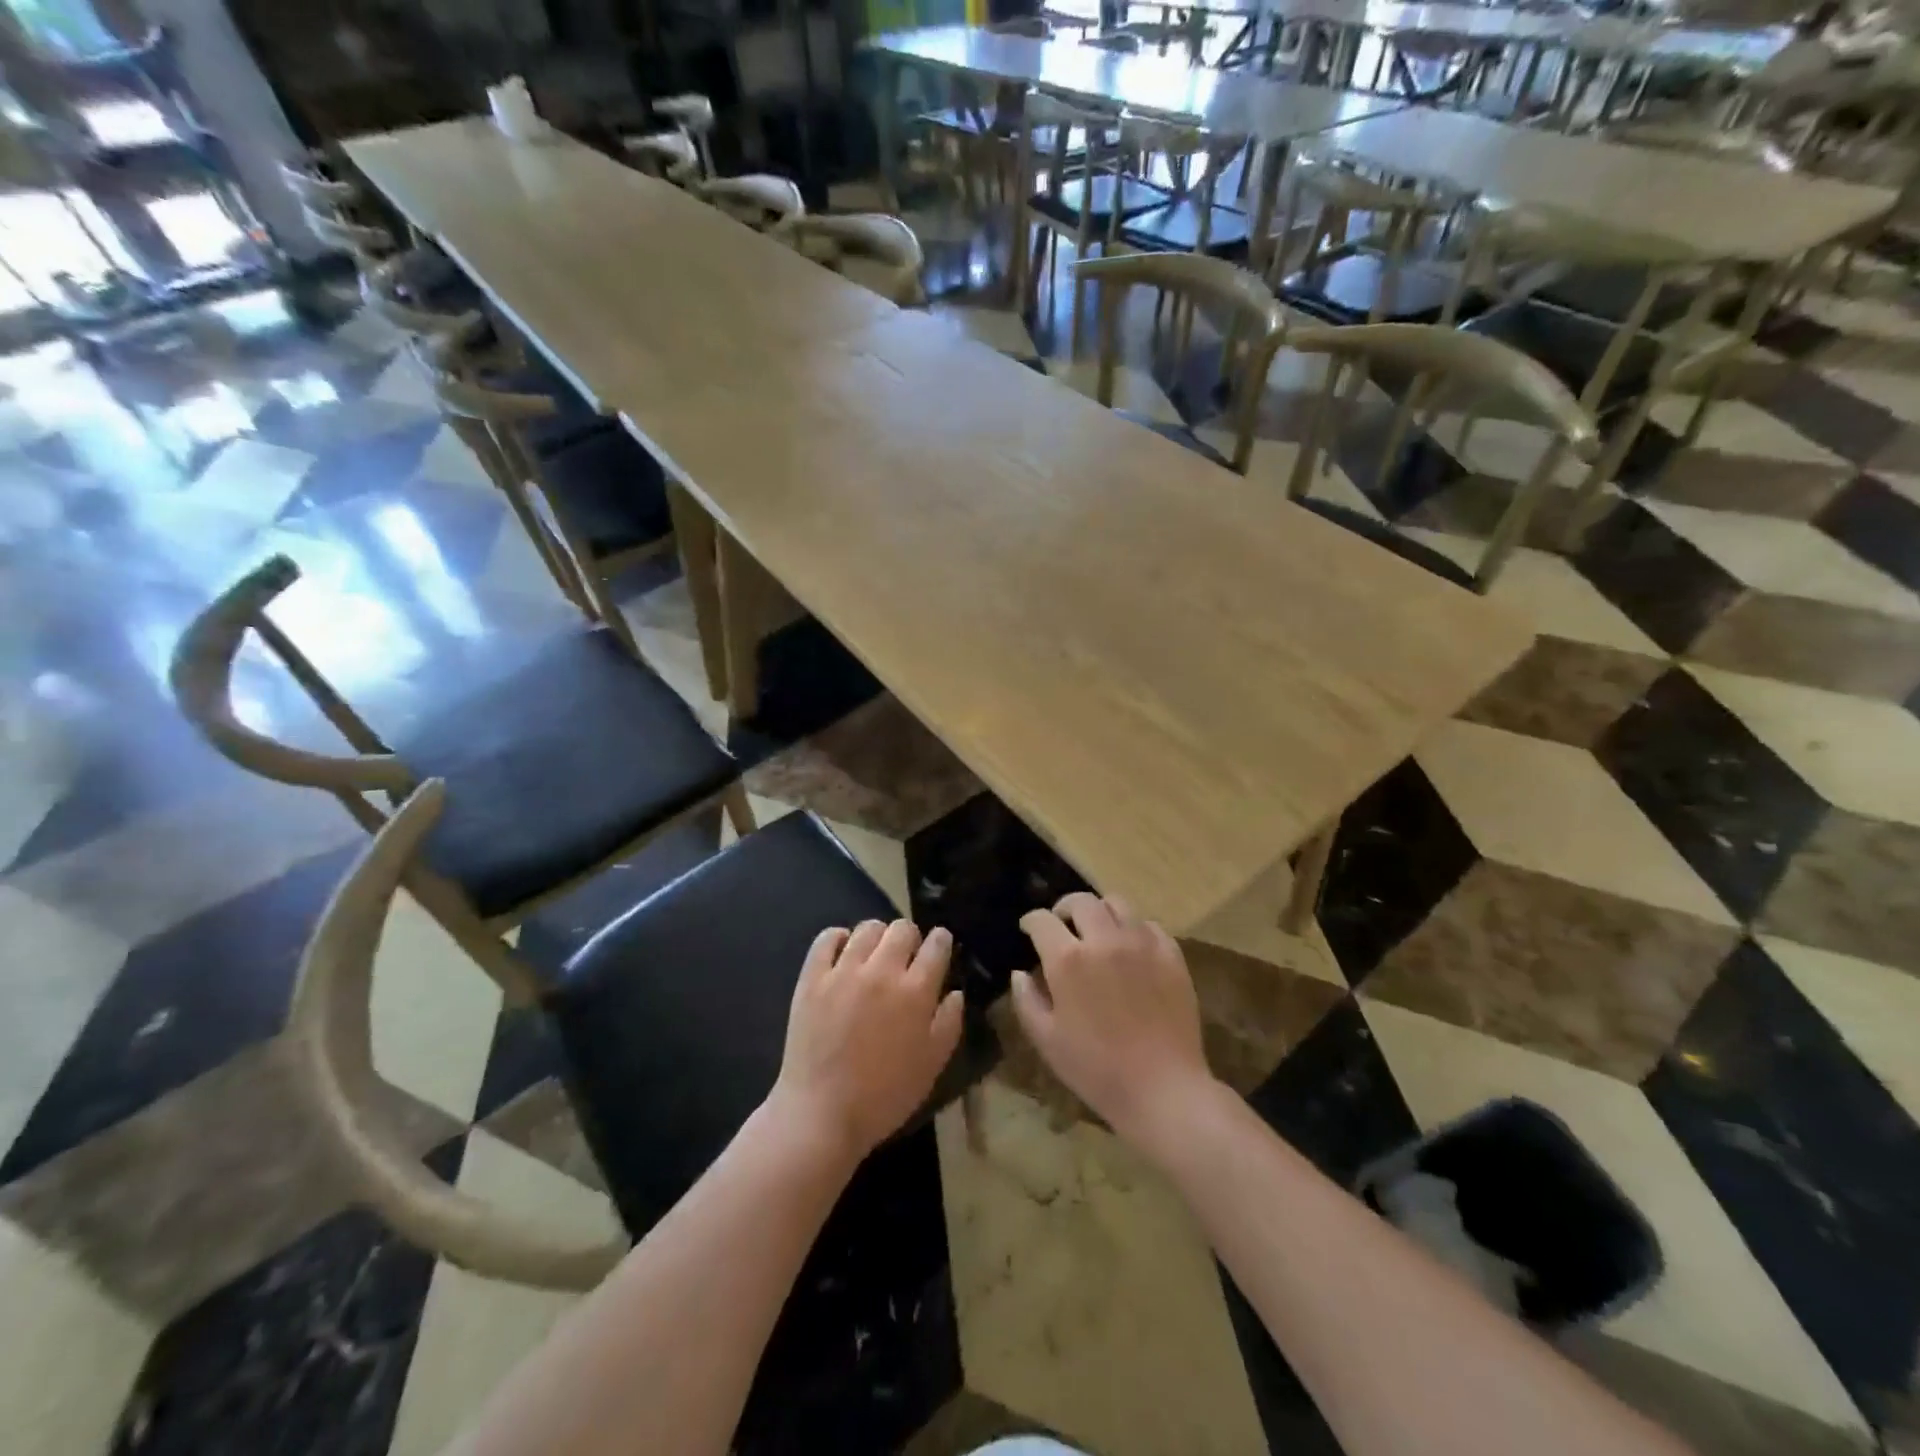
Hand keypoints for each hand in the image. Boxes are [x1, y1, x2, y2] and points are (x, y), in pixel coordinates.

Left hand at [772, 919, 963, 1164]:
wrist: (822, 1114)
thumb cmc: (884, 1096)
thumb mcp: (932, 1065)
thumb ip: (948, 1023)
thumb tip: (955, 992)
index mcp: (915, 991)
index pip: (936, 945)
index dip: (941, 941)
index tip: (939, 947)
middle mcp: (882, 971)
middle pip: (902, 929)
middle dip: (910, 937)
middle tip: (906, 956)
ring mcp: (843, 971)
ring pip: (867, 928)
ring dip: (877, 936)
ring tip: (874, 954)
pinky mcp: (812, 978)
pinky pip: (827, 938)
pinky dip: (838, 938)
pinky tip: (843, 951)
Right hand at [1011, 893, 1216, 1151]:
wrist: (1162, 1088)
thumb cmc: (1096, 1069)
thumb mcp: (1046, 1040)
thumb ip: (1026, 1000)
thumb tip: (1020, 973)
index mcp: (1068, 959)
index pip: (1042, 920)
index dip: (1031, 922)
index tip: (1028, 930)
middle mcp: (1104, 939)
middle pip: (1081, 901)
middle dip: (1064, 908)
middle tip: (1062, 926)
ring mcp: (1142, 943)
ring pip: (1117, 904)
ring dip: (1100, 912)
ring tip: (1097, 931)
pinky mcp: (1171, 955)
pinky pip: (1149, 925)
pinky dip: (1134, 929)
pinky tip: (1131, 949)